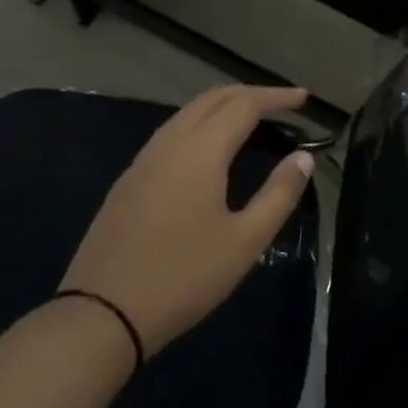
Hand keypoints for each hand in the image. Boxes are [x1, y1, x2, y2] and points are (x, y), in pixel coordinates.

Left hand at [58, 86, 314, 355]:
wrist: (103, 313)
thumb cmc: (184, 277)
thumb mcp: (245, 241)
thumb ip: (278, 194)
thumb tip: (303, 157)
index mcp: (199, 152)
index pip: (244, 105)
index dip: (277, 97)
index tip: (304, 99)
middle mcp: (168, 144)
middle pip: (212, 99)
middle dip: (250, 94)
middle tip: (283, 105)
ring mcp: (142, 161)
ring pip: (187, 114)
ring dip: (223, 108)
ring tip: (252, 122)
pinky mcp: (128, 181)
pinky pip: (170, 134)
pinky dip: (200, 127)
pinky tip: (210, 151)